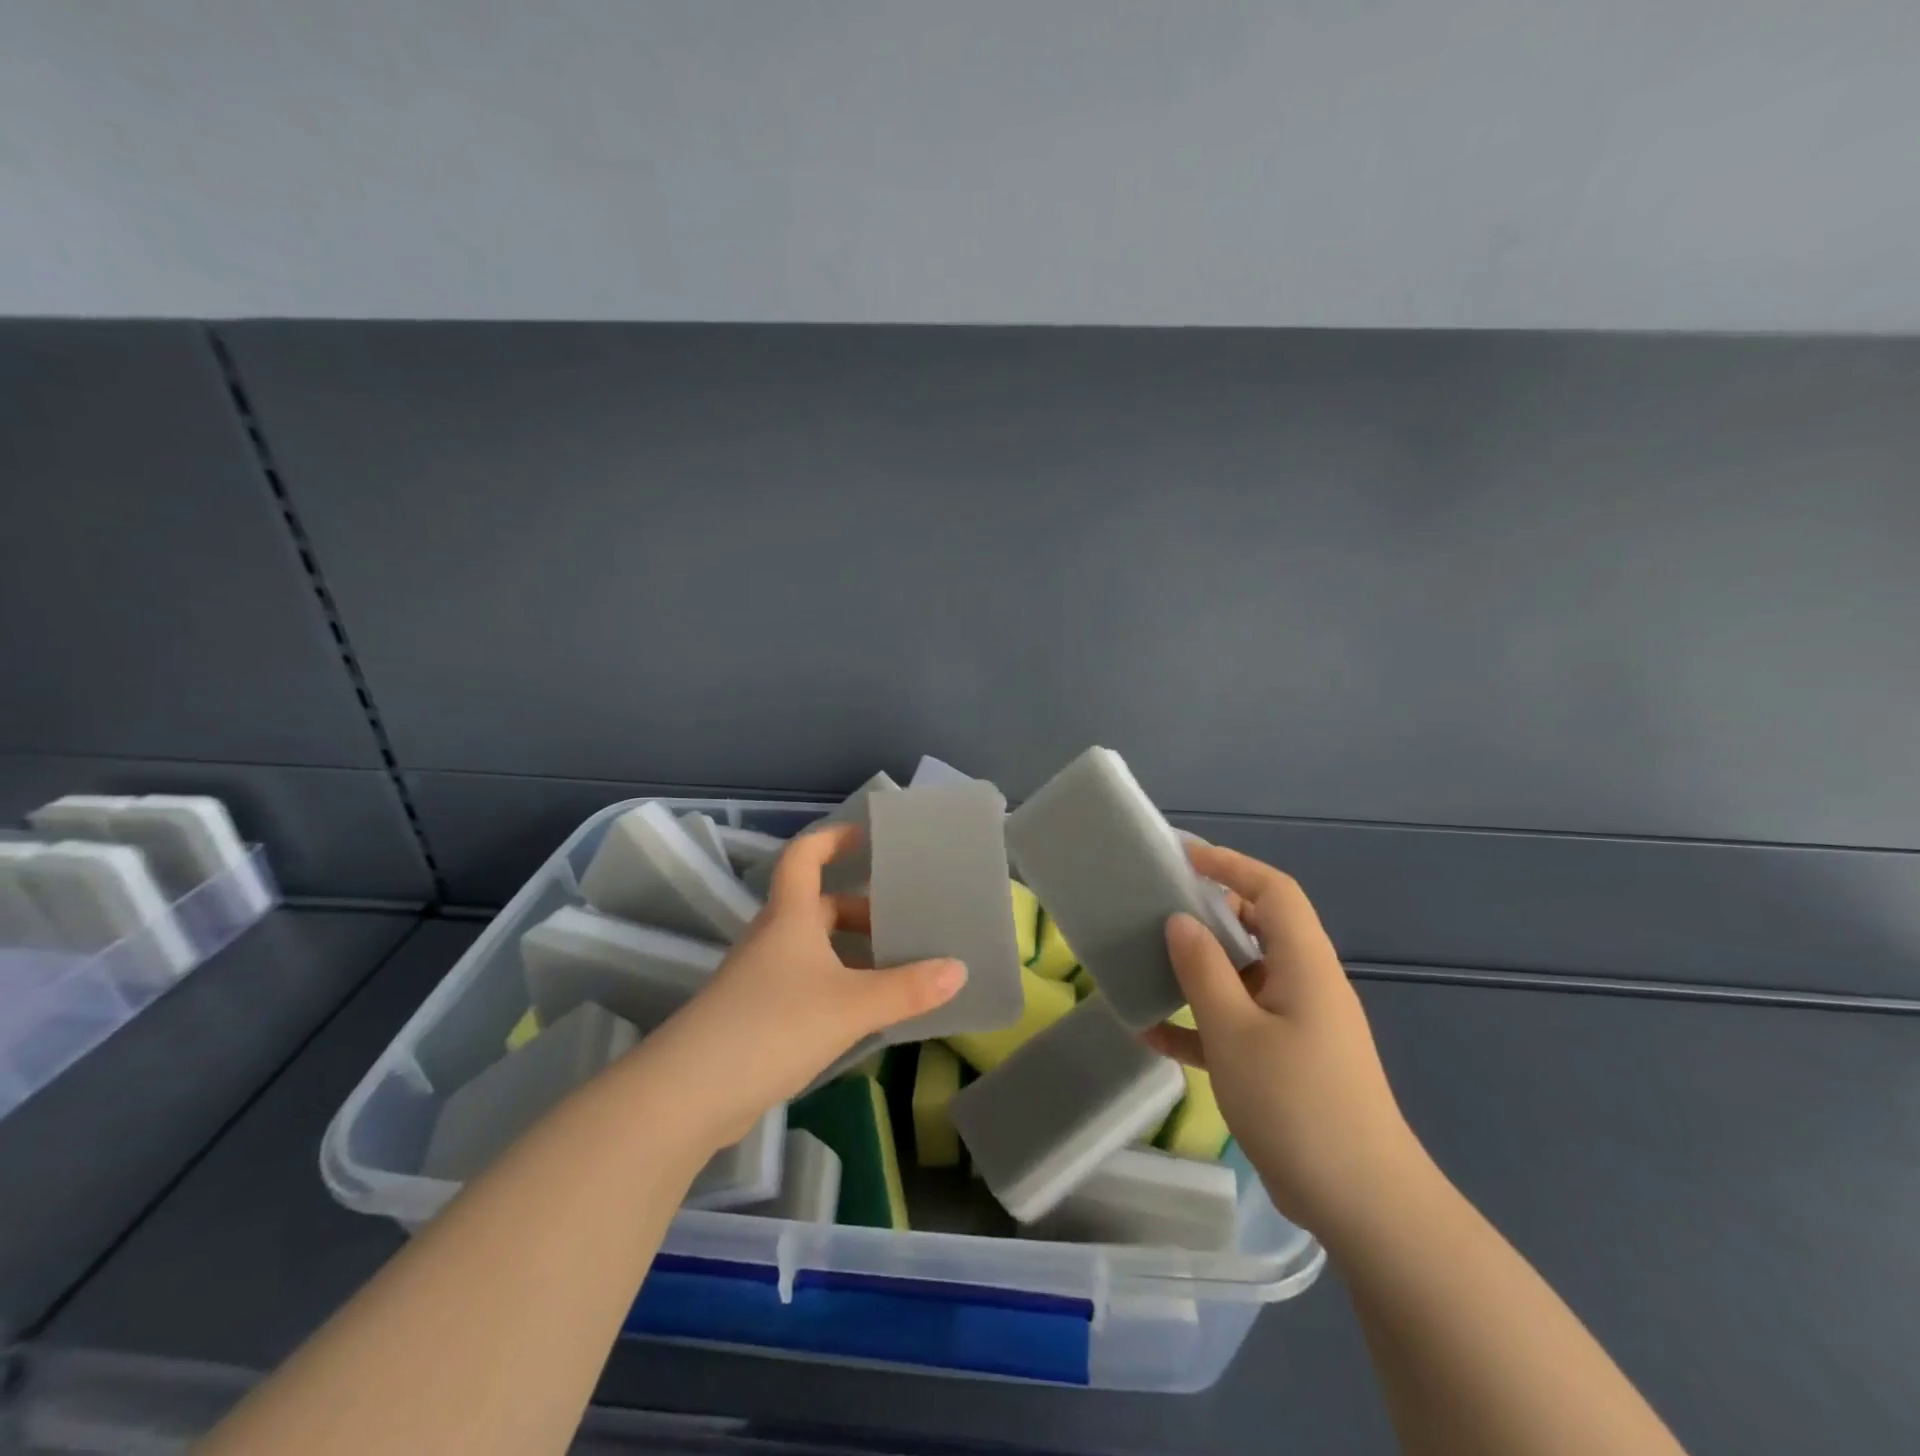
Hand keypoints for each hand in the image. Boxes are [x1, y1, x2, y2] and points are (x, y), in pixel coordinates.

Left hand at [640, 822, 965, 1145]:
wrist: (690, 1095)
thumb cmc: (773, 1025)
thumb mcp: (850, 1005)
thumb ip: (907, 989)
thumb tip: (959, 969)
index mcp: (790, 918)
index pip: (804, 856)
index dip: (832, 838)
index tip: (866, 836)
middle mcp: (773, 939)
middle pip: (818, 907)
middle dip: (860, 910)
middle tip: (903, 922)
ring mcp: (761, 979)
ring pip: (814, 950)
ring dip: (852, 953)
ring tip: (897, 969)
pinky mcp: (757, 1017)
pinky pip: (807, 985)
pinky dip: (838, 987)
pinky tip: (865, 1014)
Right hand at [1142, 843, 1429, 1238]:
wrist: (1363, 1204)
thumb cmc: (1297, 1103)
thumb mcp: (1235, 1031)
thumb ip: (1203, 970)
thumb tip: (1180, 921)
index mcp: (1304, 964)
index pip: (1273, 891)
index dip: (1232, 865)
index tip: (1185, 858)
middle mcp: (1305, 984)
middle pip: (1258, 929)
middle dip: (1210, 913)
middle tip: (1159, 908)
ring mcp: (1298, 1025)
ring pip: (1243, 978)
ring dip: (1199, 971)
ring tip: (1148, 963)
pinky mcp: (1287, 1062)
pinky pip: (1240, 1025)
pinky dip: (1202, 1023)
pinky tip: (1155, 1035)